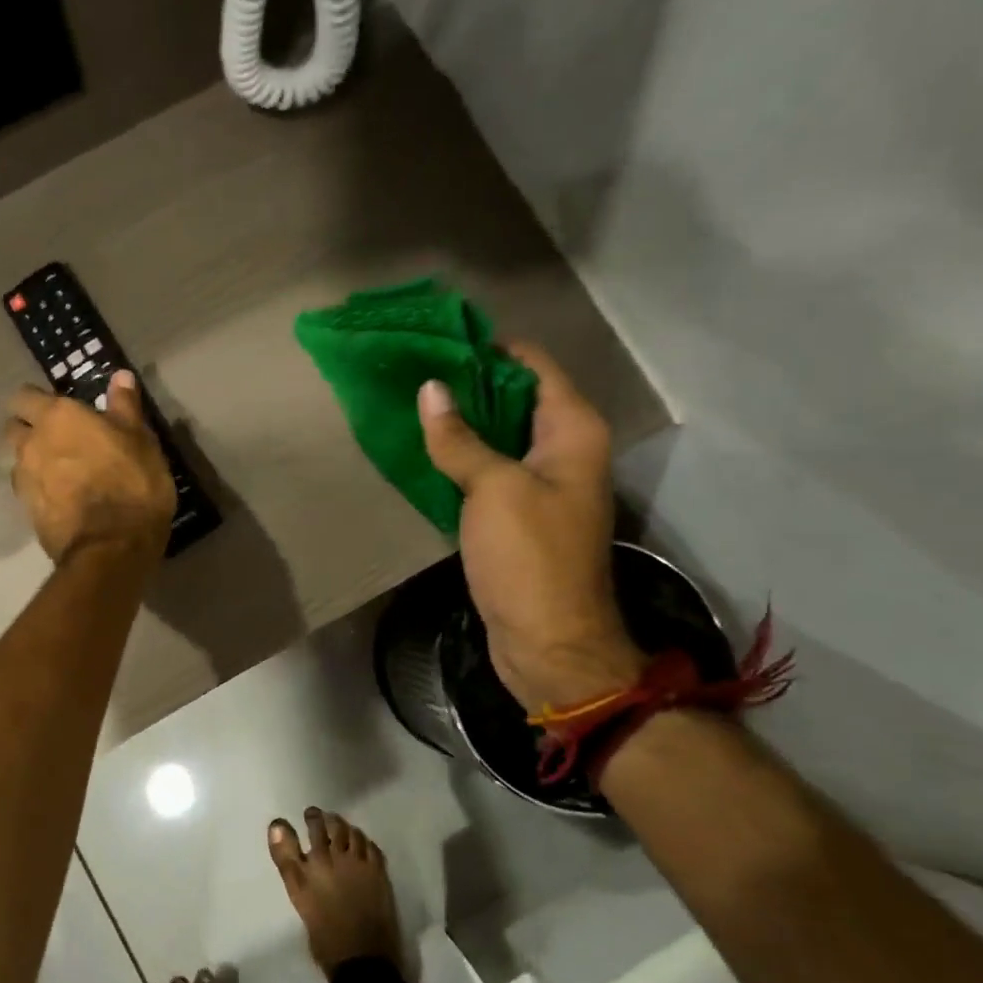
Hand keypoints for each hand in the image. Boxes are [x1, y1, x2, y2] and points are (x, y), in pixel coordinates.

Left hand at [7, 371, 176, 562]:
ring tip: (63, 473)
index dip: (38, 400)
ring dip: (34, 462)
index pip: (25, 395)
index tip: (59, 409)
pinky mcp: (27, 513)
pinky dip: (42, 490)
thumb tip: (119, 376)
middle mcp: (31, 443)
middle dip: (29, 428)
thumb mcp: (140, 440)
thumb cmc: (132, 483)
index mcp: (58, 417)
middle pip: (15, 427)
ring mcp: (24, 480)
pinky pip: (29, 491)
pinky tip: (64, 499)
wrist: (112, 547)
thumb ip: (125, 407)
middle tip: (59, 439)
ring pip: (20, 461)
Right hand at [418, 342, 643, 712]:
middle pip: (514, 398)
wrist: (549, 643)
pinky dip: (460, 457)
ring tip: (409, 403)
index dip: (487, 348)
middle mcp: (564, 449)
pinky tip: (423, 448)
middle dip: (466, 383)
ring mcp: (541, 483)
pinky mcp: (519, 514)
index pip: (532, 365)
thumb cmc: (530, 558)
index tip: (436, 339)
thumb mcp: (493, 489)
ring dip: (460, 421)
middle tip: (411, 371)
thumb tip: (431, 389)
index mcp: (573, 431)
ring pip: (498, 435)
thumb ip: (461, 438)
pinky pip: (488, 470)